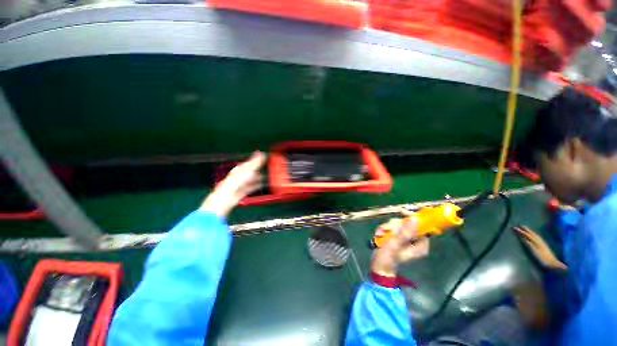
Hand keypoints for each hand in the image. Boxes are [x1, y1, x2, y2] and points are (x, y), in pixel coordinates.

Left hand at [200, 152, 264, 216]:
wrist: (227, 197)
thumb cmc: (234, 183)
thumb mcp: (247, 170)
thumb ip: (255, 163)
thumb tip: (261, 154)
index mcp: (239, 169)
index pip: (249, 163)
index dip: (256, 160)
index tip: (262, 157)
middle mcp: (239, 176)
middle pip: (250, 171)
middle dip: (257, 170)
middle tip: (264, 167)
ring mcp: (241, 184)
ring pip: (251, 180)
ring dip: (258, 178)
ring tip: (264, 177)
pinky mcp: (242, 192)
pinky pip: (251, 187)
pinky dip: (256, 186)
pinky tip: (260, 186)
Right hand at [370, 212, 429, 276]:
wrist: (378, 265)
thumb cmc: (389, 258)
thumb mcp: (396, 244)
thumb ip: (405, 231)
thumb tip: (415, 218)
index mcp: (421, 244)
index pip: (422, 226)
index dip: (412, 217)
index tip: (402, 212)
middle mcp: (415, 240)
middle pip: (407, 223)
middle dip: (394, 225)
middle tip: (387, 230)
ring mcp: (405, 239)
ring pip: (397, 225)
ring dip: (387, 228)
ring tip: (380, 234)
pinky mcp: (397, 238)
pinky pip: (391, 228)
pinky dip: (384, 230)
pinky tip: (379, 235)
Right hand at [514, 226, 566, 270]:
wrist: (552, 263)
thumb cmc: (542, 258)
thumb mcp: (535, 252)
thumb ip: (529, 244)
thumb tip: (523, 238)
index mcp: (536, 241)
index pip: (527, 235)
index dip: (521, 231)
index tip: (515, 227)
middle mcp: (539, 240)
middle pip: (531, 234)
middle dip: (526, 229)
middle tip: (520, 225)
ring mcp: (542, 243)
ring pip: (535, 235)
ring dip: (530, 231)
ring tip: (525, 228)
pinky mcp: (543, 245)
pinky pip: (537, 237)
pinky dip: (534, 235)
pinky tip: (534, 235)